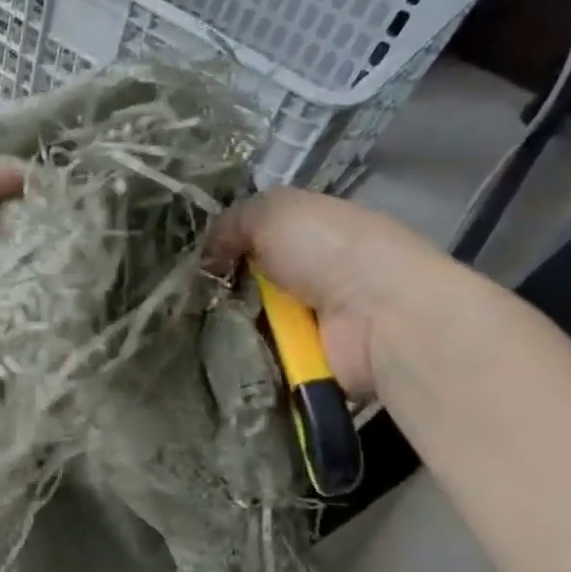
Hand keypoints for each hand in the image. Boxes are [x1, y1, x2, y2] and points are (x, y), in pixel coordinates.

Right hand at [204, 187, 454, 397]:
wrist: (380, 317)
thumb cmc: (330, 250)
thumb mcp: (273, 211)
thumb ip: (232, 222)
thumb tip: (208, 253)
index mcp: (321, 231)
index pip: (266, 233)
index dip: (232, 240)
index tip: (200, 255)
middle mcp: (323, 273)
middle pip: (256, 279)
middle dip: (224, 286)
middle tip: (191, 292)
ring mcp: (320, 319)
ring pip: (254, 319)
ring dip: (229, 323)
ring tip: (199, 323)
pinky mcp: (314, 359)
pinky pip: (263, 354)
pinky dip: (244, 353)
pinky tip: (221, 349)